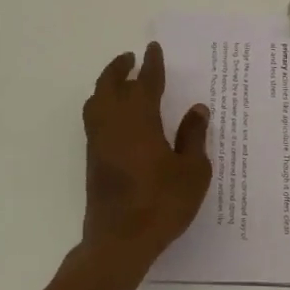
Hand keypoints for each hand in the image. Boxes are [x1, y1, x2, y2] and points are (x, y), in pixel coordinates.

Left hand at [79, 43, 212, 264]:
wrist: (120, 240)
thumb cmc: (162, 203)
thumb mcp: (192, 171)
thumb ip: (193, 137)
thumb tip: (196, 109)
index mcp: (140, 119)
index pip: (146, 82)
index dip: (151, 64)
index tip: (153, 49)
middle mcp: (114, 123)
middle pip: (110, 85)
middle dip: (119, 68)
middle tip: (130, 58)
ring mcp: (98, 142)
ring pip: (96, 101)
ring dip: (106, 85)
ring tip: (119, 81)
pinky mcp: (92, 159)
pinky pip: (94, 119)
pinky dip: (102, 106)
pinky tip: (116, 116)